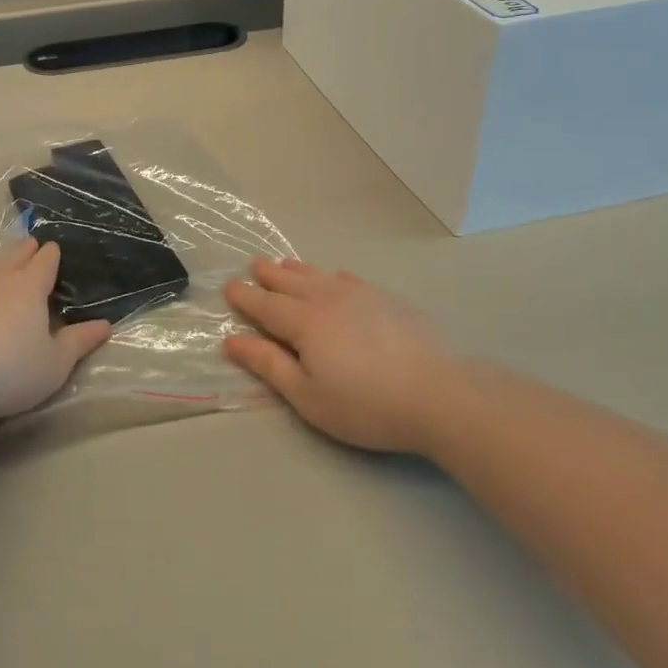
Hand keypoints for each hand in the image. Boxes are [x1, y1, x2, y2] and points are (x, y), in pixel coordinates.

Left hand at [0, 241, 111, 421]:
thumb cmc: (9, 368)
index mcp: (30, 285)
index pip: (45, 258)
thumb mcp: (54, 364)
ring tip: (10, 276)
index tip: (58, 253)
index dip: (53, 254)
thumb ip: (79, 342)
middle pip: (16, 254)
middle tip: (36, 251)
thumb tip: (105, 325)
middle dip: (28, 251)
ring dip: (3, 269)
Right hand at [223, 260, 460, 454]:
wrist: (438, 394)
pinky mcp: (388, 300)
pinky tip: (337, 277)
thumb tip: (232, 340)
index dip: (245, 296)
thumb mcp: (308, 396)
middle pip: (291, 282)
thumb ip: (269, 364)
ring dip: (298, 269)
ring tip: (284, 263)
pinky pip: (352, 279)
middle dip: (269, 274)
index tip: (229, 286)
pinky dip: (335, 276)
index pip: (265, 305)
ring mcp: (361, 295)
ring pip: (320, 275)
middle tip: (255, 264)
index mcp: (303, 322)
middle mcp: (327, 299)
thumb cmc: (365, 404)